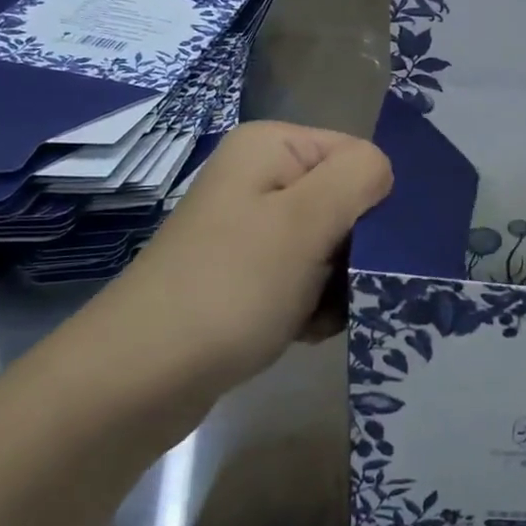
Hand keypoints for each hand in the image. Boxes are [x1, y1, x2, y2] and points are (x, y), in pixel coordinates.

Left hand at [73, 122, 392, 402]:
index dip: (373, 202)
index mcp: (272, 147)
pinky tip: (299, 329)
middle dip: (355, 250)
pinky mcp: (247, 273)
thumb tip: (385, 171)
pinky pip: (306, 279)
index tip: (366, 249)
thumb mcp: (305, 222)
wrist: (140, 378)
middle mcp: (260, 178)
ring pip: (332, 247)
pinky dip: (313, 305)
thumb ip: (358, 178)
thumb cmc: (230, 288)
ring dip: (337, 285)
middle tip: (340, 288)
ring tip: (314, 314)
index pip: (360, 157)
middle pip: (347, 203)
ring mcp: (252, 228)